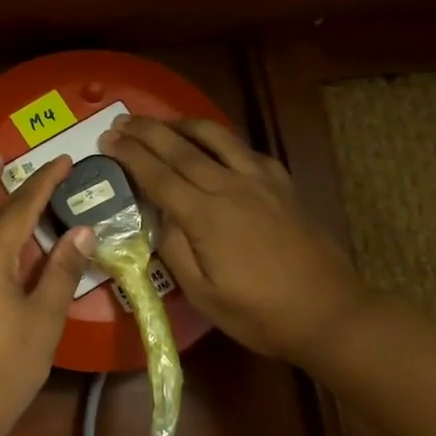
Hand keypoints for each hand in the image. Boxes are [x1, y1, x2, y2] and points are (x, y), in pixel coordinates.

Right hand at [100, 115, 366, 365]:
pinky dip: (221, 140)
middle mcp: (230, 187)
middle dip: (147, 131)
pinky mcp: (282, 185)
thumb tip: (159, 216)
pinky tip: (214, 145)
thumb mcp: (202, 294)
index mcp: (205, 216)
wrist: (328, 311)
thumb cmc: (258, 313)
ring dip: (184, 124)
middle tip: (121, 122)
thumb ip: (173, 249)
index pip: (157, 175)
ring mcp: (260, 181)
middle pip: (181, 148)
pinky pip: (246, 149)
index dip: (129, 155)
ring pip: (217, 137)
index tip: (107, 140)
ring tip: (162, 122)